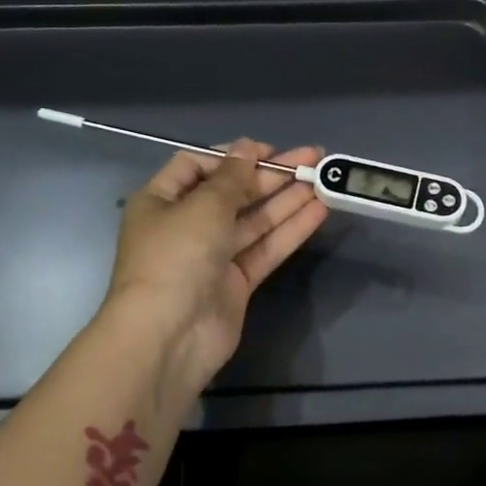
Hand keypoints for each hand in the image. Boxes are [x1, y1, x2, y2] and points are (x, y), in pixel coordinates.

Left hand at [103, 139, 328, 399]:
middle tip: (312, 160)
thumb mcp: (202, 207)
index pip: (197, 165)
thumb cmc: (175, 258)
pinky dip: (289, 230)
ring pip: (254, 220)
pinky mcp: (235, 282)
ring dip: (286, 200)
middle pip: (232, 192)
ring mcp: (212, 256)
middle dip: (271, 176)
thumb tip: (247, 148)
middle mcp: (185, 225)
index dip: (234, 156)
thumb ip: (232, 177)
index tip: (269, 151)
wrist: (167, 337)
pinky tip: (318, 211)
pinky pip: (264, 248)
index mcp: (162, 201)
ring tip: (323, 180)